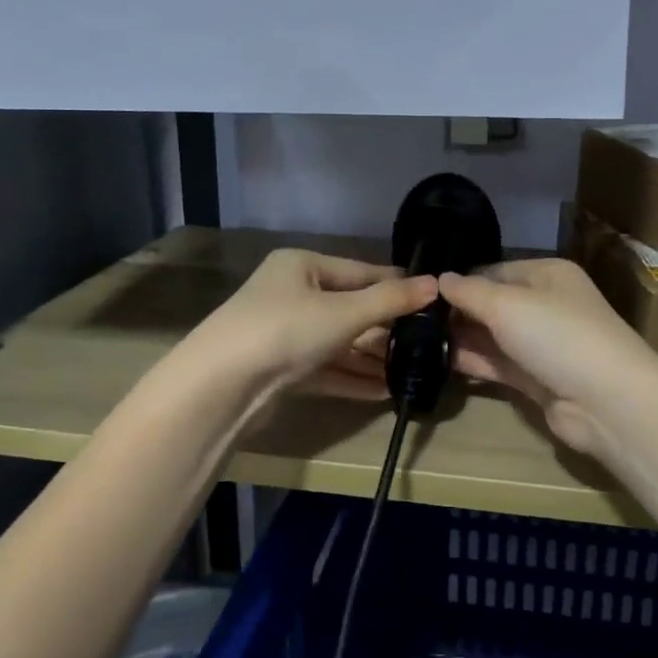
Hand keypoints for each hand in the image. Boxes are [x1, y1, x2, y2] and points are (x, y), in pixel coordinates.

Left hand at [188, 249, 436, 402]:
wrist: (221, 386)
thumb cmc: (285, 330)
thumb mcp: (344, 312)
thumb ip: (390, 300)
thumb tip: (436, 284)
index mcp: (302, 266)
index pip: (360, 271)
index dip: (396, 285)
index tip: (432, 299)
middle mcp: (291, 294)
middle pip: (350, 308)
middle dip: (386, 328)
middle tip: (427, 342)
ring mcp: (284, 334)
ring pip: (338, 343)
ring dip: (371, 359)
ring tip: (411, 371)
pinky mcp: (281, 369)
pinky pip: (326, 369)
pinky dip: (351, 378)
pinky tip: (383, 391)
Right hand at [437, 258, 657, 457]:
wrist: (606, 400)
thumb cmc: (557, 335)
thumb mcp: (506, 304)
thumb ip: (469, 292)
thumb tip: (440, 278)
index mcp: (547, 275)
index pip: (494, 271)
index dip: (460, 281)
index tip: (421, 292)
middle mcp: (546, 305)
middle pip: (492, 304)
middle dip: (457, 312)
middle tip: (413, 320)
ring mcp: (542, 344)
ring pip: (493, 336)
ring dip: (461, 339)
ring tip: (416, 341)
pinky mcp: (537, 379)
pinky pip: (498, 365)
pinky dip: (472, 363)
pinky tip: (438, 362)